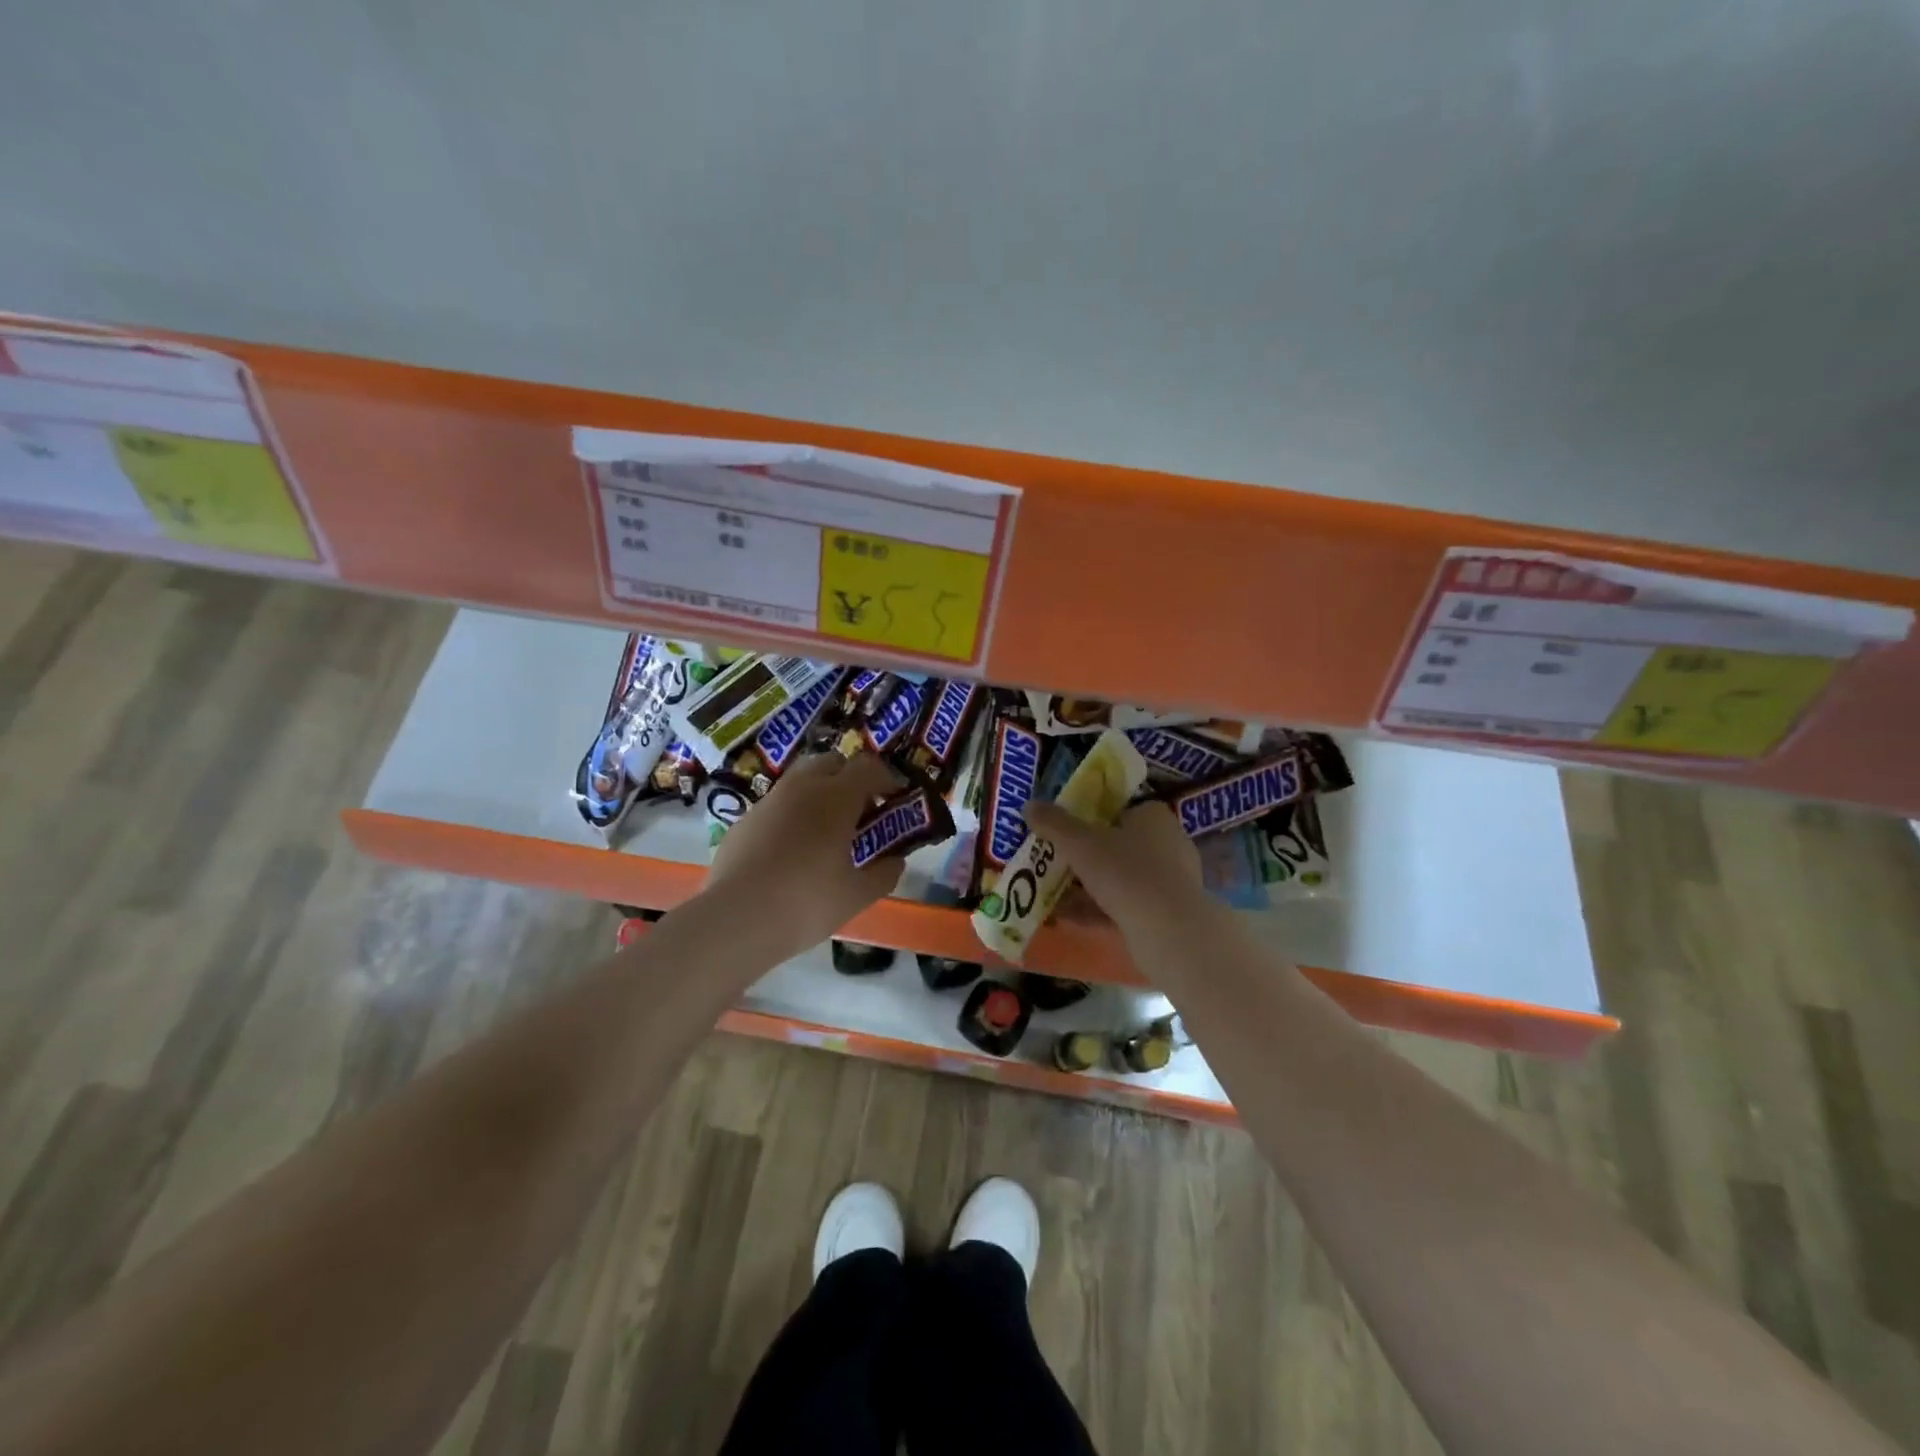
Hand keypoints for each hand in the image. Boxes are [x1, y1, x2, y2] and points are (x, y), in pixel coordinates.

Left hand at [705, 751, 904, 954]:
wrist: (737, 919)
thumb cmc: (808, 902)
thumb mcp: (858, 895)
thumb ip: (884, 873)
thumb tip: (895, 860)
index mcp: (836, 797)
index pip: (868, 767)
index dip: (886, 778)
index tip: (894, 799)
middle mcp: (802, 788)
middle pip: (831, 762)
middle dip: (849, 778)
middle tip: (859, 811)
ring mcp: (768, 801)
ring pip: (800, 781)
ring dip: (818, 794)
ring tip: (825, 831)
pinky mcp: (744, 821)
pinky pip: (776, 806)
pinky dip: (791, 815)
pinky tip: (791, 850)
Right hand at [1021, 799, 1211, 938]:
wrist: (1169, 931)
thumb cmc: (1126, 872)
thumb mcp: (1080, 843)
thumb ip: (1054, 823)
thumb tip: (1029, 805)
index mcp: (1154, 817)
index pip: (1120, 809)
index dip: (1091, 818)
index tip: (1065, 831)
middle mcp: (1168, 844)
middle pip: (1118, 845)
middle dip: (1085, 857)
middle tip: (1053, 863)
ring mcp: (1170, 881)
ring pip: (1120, 879)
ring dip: (1088, 887)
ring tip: (1052, 895)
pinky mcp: (1167, 914)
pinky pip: (1125, 906)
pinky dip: (1098, 910)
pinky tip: (1067, 918)